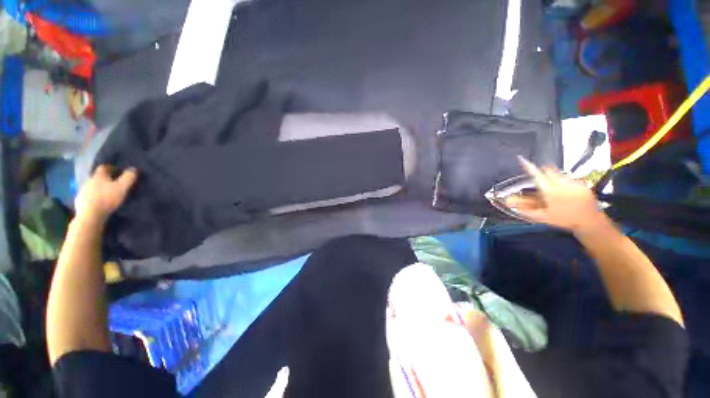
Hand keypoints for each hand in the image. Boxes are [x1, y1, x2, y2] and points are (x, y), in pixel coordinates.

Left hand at [75, 165, 137, 222]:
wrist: (90, 215)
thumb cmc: (107, 198)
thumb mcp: (122, 187)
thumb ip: (128, 177)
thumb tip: (133, 169)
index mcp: (99, 176)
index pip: (104, 167)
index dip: (111, 167)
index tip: (117, 171)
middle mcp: (89, 180)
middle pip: (97, 177)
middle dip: (104, 179)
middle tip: (113, 184)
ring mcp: (82, 191)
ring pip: (92, 186)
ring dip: (98, 189)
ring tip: (106, 194)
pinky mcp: (79, 201)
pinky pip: (87, 196)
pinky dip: (93, 197)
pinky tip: (98, 202)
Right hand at [506, 157, 605, 232]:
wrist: (588, 221)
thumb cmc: (563, 219)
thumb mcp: (542, 216)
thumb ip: (526, 210)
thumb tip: (511, 205)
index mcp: (550, 192)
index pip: (537, 175)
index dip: (529, 167)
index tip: (522, 159)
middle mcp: (562, 185)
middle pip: (549, 171)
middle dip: (543, 171)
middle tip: (541, 175)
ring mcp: (574, 184)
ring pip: (560, 173)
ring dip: (554, 175)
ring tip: (554, 184)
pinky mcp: (583, 184)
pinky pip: (571, 177)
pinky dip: (566, 180)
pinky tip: (566, 188)